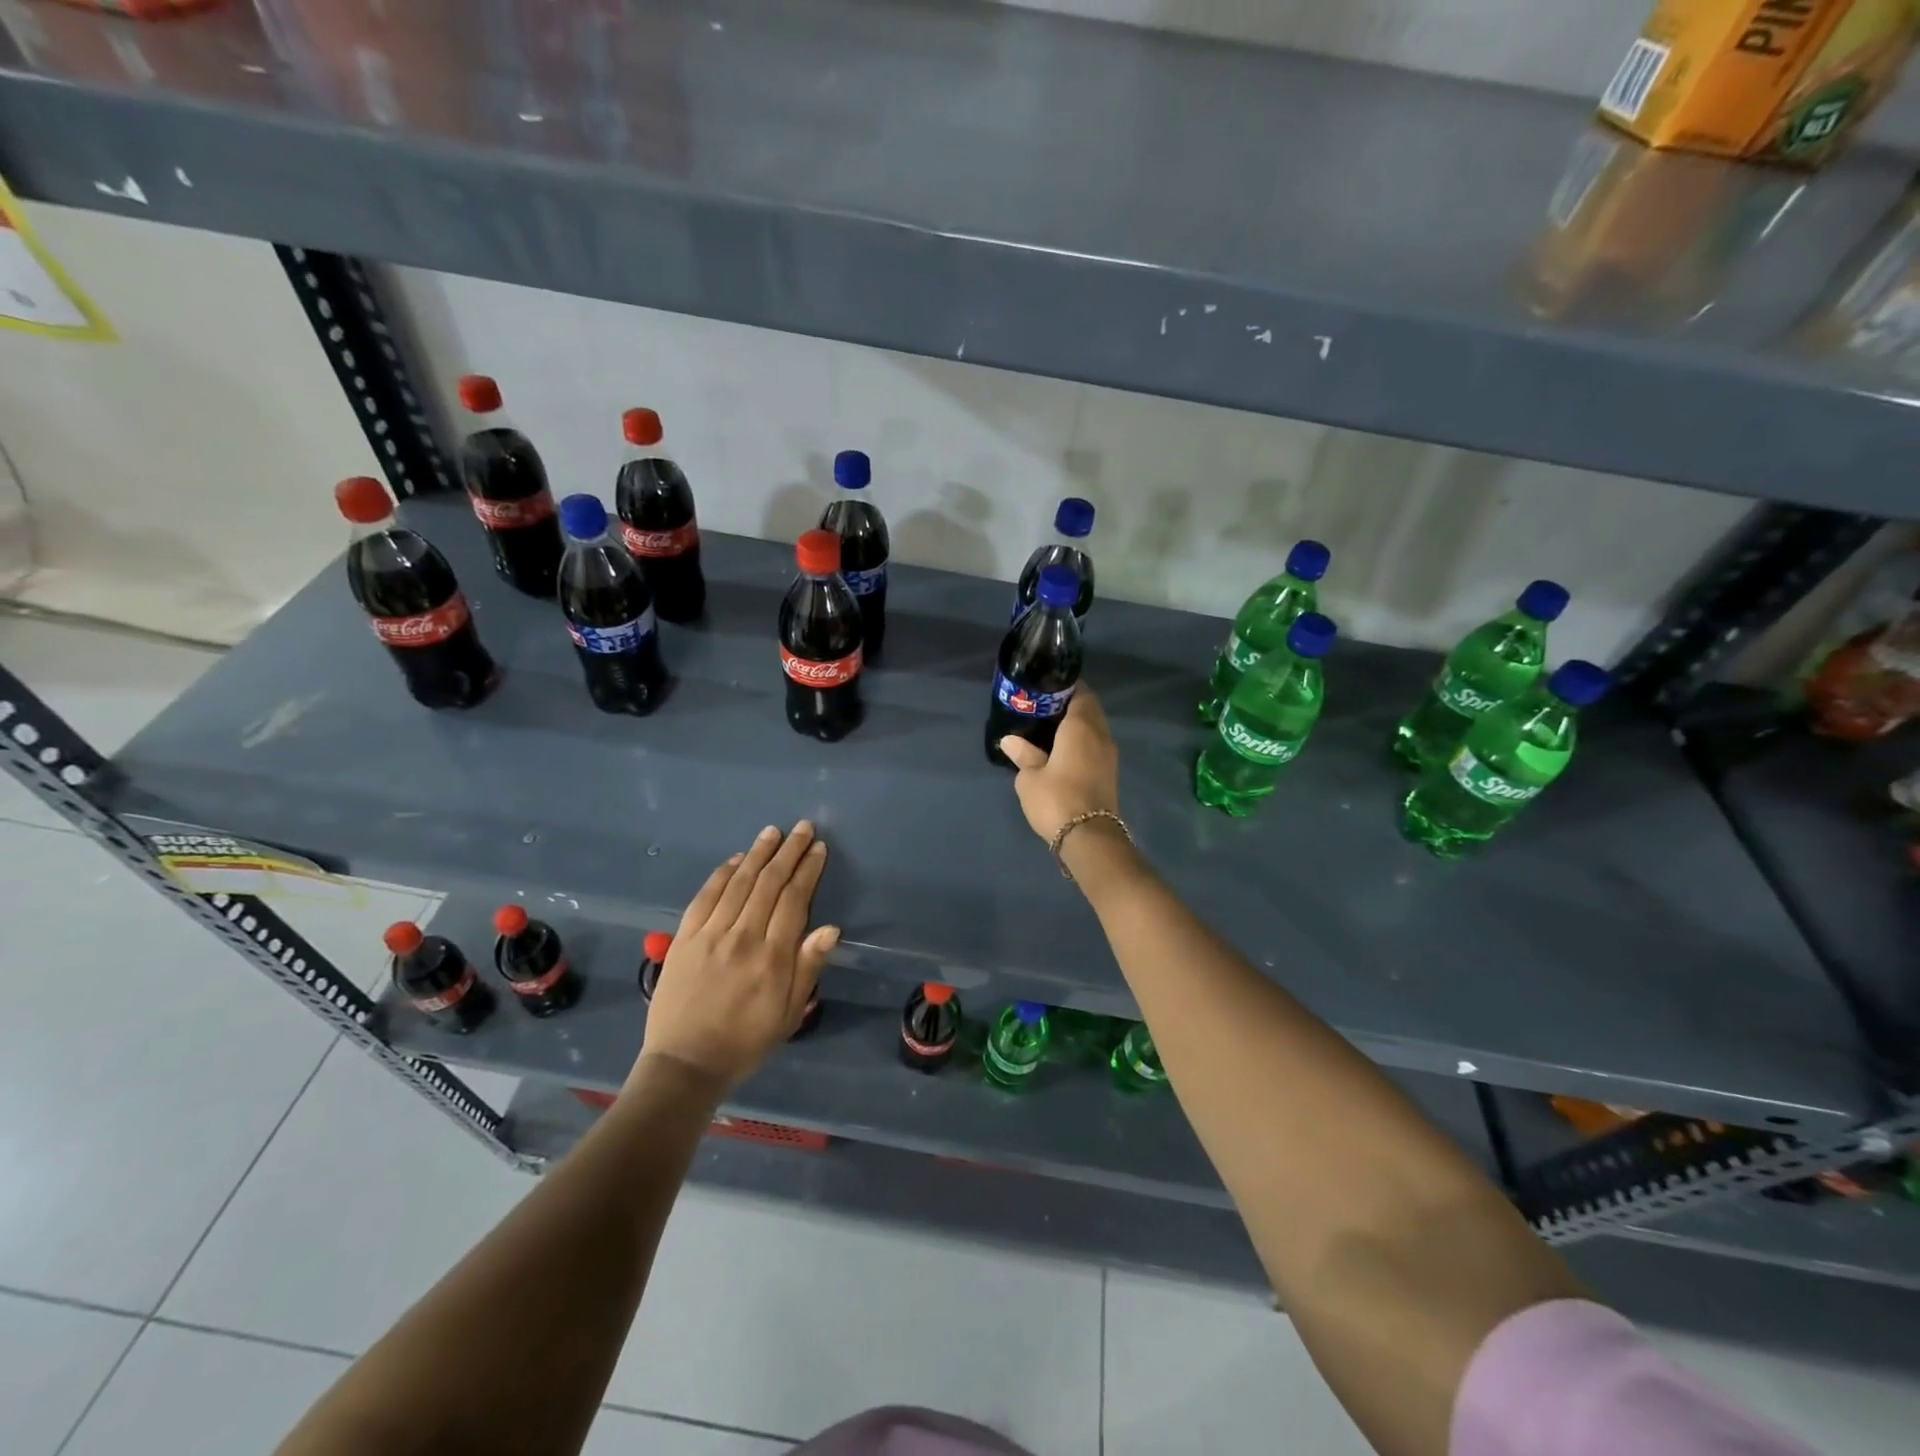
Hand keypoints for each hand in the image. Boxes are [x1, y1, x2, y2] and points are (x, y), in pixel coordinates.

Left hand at [634, 821, 838, 1092]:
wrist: (685, 1064)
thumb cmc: (746, 1041)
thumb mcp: (789, 1013)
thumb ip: (808, 968)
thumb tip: (831, 928)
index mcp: (772, 957)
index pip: (794, 900)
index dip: (808, 871)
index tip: (818, 849)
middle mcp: (742, 937)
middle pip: (769, 883)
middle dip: (788, 852)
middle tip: (803, 829)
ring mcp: (710, 935)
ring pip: (738, 883)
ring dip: (757, 854)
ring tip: (772, 832)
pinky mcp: (684, 938)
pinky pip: (705, 897)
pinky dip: (722, 874)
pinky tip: (735, 860)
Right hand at [998, 686, 1120, 842]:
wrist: (1089, 837)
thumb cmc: (1056, 799)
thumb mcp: (1030, 777)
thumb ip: (1023, 754)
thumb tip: (1010, 740)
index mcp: (1081, 726)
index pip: (1080, 693)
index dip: (1064, 687)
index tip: (1045, 687)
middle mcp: (1100, 734)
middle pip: (1089, 709)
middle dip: (1070, 704)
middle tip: (1043, 707)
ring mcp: (1109, 754)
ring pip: (1094, 727)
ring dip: (1077, 724)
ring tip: (1050, 727)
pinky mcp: (1109, 772)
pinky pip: (1095, 744)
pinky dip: (1082, 740)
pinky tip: (1062, 749)